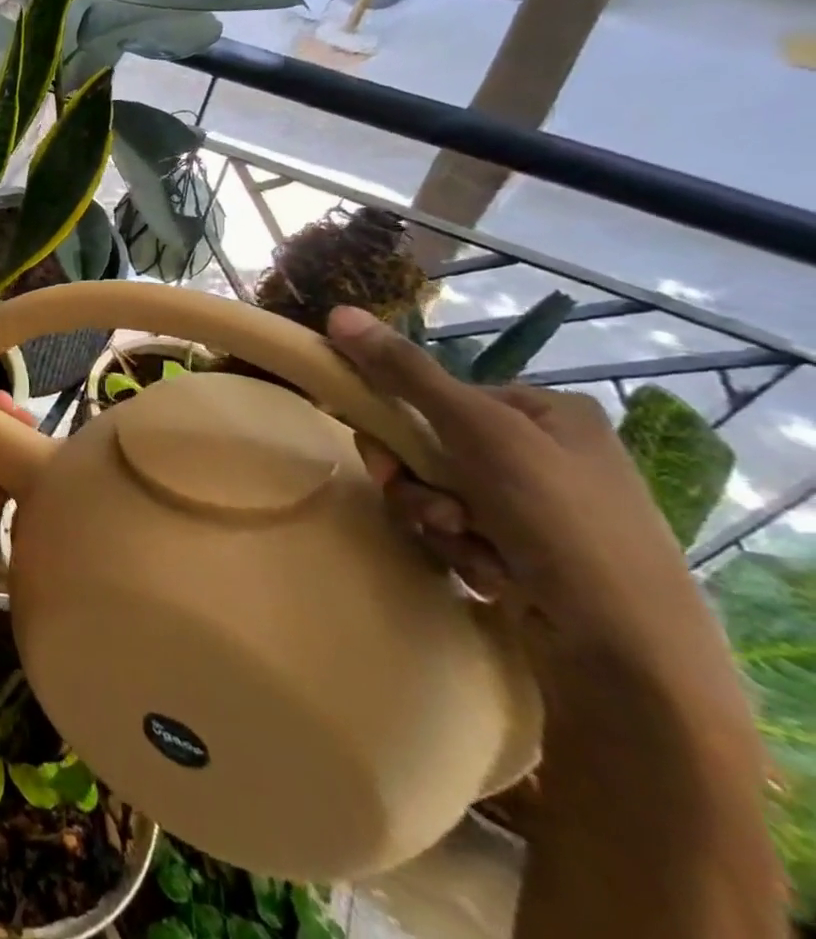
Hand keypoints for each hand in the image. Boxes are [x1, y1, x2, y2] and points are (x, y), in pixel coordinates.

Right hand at [324, 306, 715, 672]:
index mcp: (547, 413)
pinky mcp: (529, 556)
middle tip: (431, 506)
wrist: (627, 653)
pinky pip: (460, 534)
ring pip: (438, 493)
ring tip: (465, 546)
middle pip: (431, 447)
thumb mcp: (478, 431)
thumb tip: (338, 312)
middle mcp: (545, 454)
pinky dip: (462, 551)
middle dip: (417, 481)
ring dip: (435, 519)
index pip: (441, 396)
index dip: (401, 421)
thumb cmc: (558, 519)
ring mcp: (539, 509)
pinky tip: (491, 575)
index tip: (382, 450)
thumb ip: (404, 372)